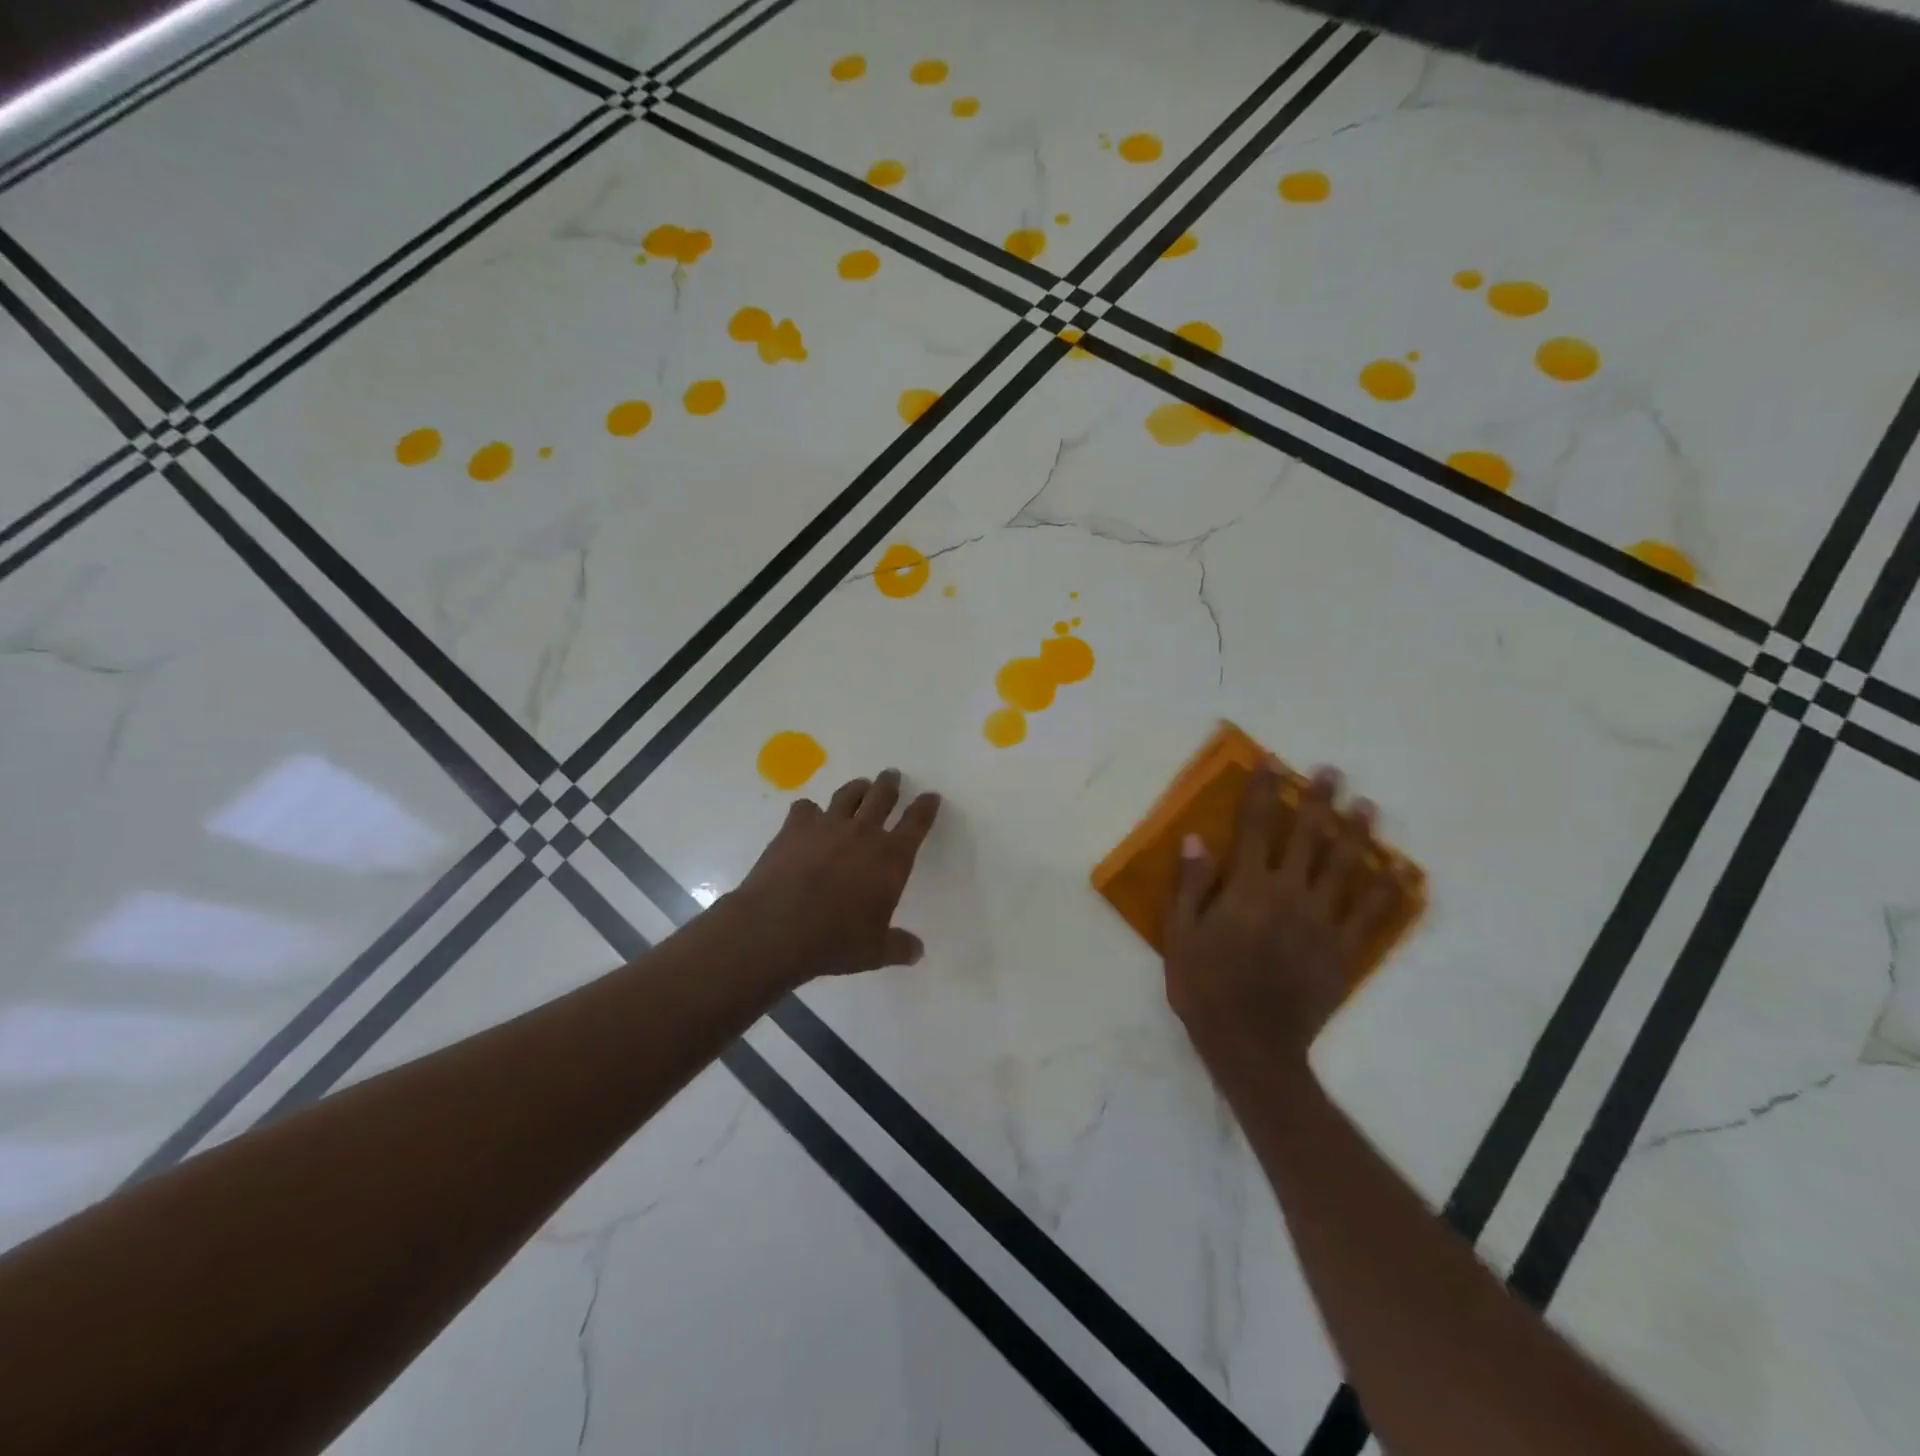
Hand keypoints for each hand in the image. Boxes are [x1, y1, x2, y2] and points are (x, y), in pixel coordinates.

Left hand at [730, 768, 941, 985]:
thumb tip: (917, 952)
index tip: (931, 796)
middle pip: (882, 796)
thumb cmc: (835, 941)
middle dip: (890, 784)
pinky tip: (809, 815)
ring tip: (860, 786)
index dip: (926, 807)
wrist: (777, 928)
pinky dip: (810, 810)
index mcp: (891, 858)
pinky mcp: (794, 827)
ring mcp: (827, 825)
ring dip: (858, 787)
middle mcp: (863, 833)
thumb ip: (899, 947)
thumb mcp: (874, 952)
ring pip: (848, 795)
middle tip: (892, 776)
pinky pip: (806, 807)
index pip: (917, 823)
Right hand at [1165, 761, 1404, 1062]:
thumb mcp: (1180, 935)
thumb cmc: (1205, 987)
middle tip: (1332, 772)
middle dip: (1319, 800)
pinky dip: (1387, 891)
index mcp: (1247, 888)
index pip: (1255, 827)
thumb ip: (1191, 885)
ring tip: (1367, 807)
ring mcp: (1322, 922)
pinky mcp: (1343, 951)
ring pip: (1345, 867)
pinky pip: (1371, 915)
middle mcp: (1289, 894)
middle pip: (1308, 837)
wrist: (1251, 1045)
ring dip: (1357, 834)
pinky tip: (1399, 872)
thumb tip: (1197, 838)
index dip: (1263, 791)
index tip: (1272, 763)